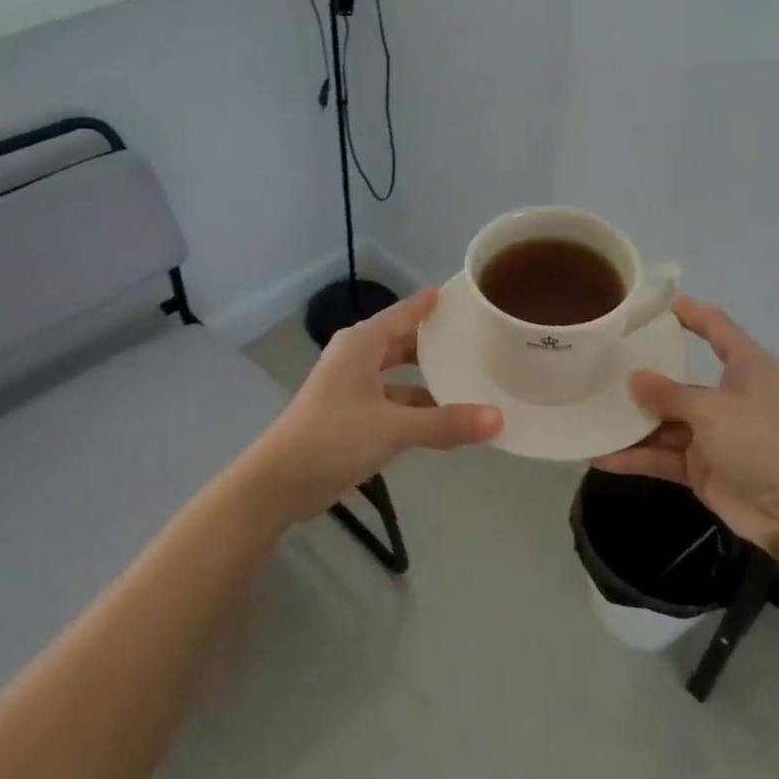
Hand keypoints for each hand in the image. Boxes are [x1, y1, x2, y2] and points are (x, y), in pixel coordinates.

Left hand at [242, 287, 502, 521]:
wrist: (280, 482)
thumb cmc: (333, 438)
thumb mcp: (394, 428)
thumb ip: (446, 423)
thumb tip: (499, 419)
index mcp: (362, 344)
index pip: (404, 313)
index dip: (431, 304)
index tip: (463, 296)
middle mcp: (357, 358)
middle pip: (403, 342)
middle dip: (436, 344)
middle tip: (478, 341)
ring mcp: (353, 388)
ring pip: (399, 376)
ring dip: (428, 381)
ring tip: (471, 381)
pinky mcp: (352, 417)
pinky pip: (393, 402)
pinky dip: (416, 408)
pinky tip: (444, 419)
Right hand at [593, 295, 778, 560]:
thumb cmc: (765, 442)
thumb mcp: (714, 409)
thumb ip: (669, 394)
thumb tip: (633, 378)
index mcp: (748, 369)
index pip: (718, 330)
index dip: (691, 314)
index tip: (658, 303)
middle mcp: (730, 398)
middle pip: (681, 381)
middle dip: (644, 376)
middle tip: (601, 362)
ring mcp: (715, 436)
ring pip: (665, 422)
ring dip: (632, 422)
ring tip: (589, 412)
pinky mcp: (703, 469)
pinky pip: (663, 457)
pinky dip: (636, 457)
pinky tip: (601, 455)